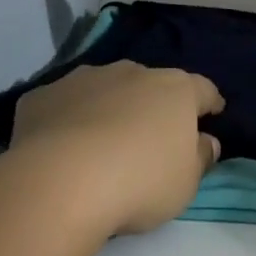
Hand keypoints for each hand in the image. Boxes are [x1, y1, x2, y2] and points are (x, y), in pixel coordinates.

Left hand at [7, 62, 223, 237]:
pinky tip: (58, 149)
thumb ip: (200, 158)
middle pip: (150, 85)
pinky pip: (63, 105)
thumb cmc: (139, 181)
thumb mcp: (185, 183)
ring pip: (104, 89)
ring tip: (100, 144)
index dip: (209, 102)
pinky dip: (66, 120)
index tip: (212, 113)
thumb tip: (207, 141)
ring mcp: (84, 78)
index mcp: (174, 89)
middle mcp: (132, 72)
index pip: (202, 89)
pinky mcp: (43, 95)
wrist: (61, 180)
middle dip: (152, 105)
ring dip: (108, 107)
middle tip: (149, 137)